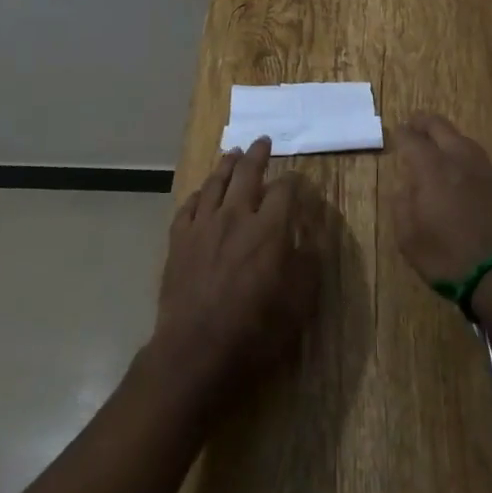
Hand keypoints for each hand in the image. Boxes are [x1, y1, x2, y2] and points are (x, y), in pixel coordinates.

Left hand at [152, 137, 321, 406]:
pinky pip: (189, 206)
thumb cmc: (255, 330)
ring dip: (226, 164)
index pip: (284, 189)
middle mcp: (236, 215)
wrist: (196, 351)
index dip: (293, 180)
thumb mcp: (299, 301)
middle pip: (247, 173)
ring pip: (215, 182)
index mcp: (269, 227)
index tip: (297, 179)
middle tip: (262, 141)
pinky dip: (199, 194)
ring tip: (233, 153)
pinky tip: (202, 192)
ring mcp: (203, 225)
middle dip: (258, 154)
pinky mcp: (179, 240)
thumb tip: (312, 231)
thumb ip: (309, 260)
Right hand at [387, 113, 491, 284]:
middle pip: (440, 126)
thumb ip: (402, 205)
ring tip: (437, 147)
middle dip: (424, 123)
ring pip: (462, 139)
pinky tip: (461, 171)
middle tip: (414, 126)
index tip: (396, 133)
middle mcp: (459, 158)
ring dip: (447, 138)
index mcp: (432, 167)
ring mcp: (485, 169)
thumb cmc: (449, 257)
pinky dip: (463, 157)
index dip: (402, 134)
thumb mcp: (410, 238)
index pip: (412, 138)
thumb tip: (404, 188)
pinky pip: (477, 159)